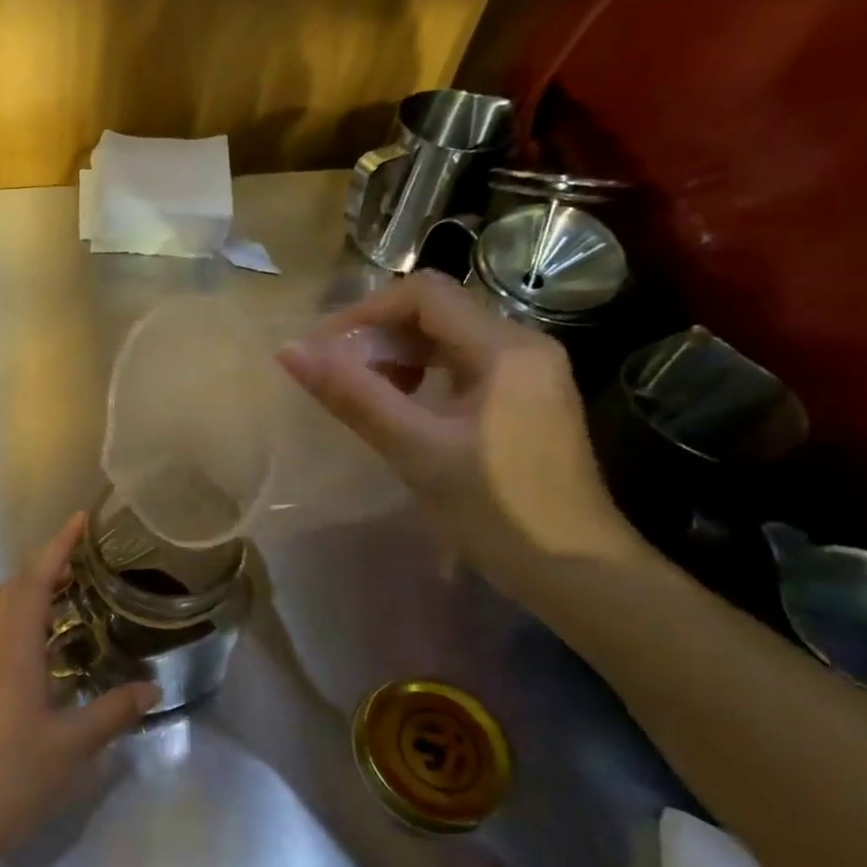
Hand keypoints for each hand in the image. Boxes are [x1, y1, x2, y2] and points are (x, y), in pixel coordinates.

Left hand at [0, 515, 158, 866]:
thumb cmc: (8, 779)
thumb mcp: (70, 748)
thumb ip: (112, 713)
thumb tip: (152, 688)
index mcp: (12, 649)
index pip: (35, 580)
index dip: (58, 546)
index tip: (80, 519)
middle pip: (14, 589)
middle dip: (46, 564)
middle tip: (84, 558)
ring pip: (5, 613)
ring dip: (35, 592)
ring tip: (73, 593)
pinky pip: (2, 637)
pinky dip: (26, 622)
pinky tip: (49, 648)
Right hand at [277, 271, 644, 601]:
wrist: (577, 573)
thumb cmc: (496, 509)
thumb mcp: (414, 449)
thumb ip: (352, 394)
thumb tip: (289, 351)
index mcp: (504, 348)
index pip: (423, 293)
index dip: (366, 313)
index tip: (325, 352)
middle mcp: (523, 346)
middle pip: (435, 311)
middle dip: (379, 336)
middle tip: (339, 377)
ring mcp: (529, 373)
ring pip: (447, 338)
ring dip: (398, 356)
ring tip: (366, 394)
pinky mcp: (525, 400)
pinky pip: (463, 364)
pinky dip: (423, 374)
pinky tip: (404, 409)